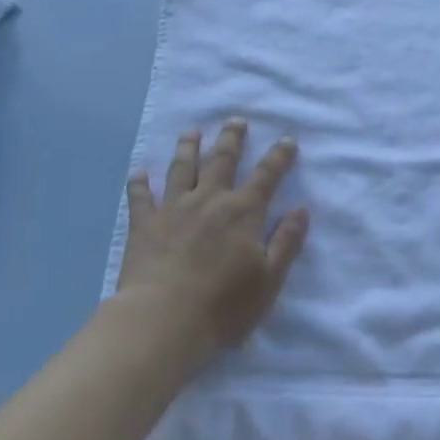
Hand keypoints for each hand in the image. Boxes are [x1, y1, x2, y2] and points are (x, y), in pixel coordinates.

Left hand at [118, 119, 308, 357]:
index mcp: (243, 212)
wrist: (164, 319)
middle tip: (236, 120)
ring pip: (181, 168)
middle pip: (222, 161)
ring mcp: (172, 209)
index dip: (279, 156)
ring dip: (188, 147)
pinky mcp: (143, 224)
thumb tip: (301, 209)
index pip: (267, 176)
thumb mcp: (270, 278)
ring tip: (191, 132)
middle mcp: (209, 200)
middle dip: (231, 139)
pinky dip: (139, 182)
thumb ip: (286, 241)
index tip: (287, 139)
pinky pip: (140, 196)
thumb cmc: (224, 304)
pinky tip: (139, 172)